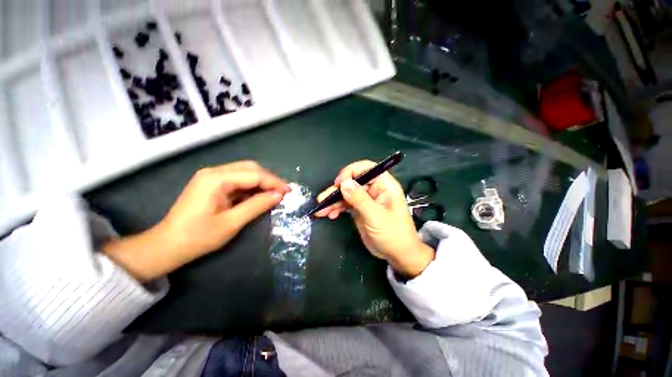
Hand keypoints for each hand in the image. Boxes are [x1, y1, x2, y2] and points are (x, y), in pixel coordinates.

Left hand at [102, 161, 288, 280]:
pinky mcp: (213, 184)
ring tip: (274, 194)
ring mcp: (212, 177)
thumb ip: (257, 205)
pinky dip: (251, 187)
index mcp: (216, 179)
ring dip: (261, 182)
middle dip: (269, 179)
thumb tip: (279, 195)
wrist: (167, 246)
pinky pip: (238, 180)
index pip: (253, 174)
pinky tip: (259, 195)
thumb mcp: (232, 222)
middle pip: (250, 168)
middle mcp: (214, 172)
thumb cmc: (198, 237)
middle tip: (282, 192)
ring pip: (245, 172)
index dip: (274, 182)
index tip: (289, 191)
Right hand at [315, 160, 433, 277]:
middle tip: (323, 199)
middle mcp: (374, 189)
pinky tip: (329, 214)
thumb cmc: (393, 234)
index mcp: (384, 185)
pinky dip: (336, 208)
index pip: (366, 168)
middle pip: (352, 181)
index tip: (339, 183)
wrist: (397, 255)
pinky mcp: (360, 209)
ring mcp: (366, 199)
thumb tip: (344, 183)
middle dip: (337, 189)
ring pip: (346, 193)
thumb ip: (359, 199)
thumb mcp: (376, 216)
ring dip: (333, 200)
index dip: (351, 172)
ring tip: (321, 210)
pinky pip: (345, 204)